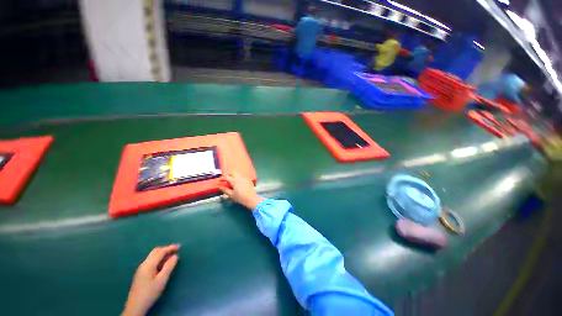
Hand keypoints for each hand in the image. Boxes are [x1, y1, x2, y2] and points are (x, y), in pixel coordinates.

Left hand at [122, 245, 179, 315]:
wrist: (135, 307)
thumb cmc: (150, 293)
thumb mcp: (162, 280)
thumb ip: (169, 266)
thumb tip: (175, 256)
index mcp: (148, 265)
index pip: (160, 252)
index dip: (170, 248)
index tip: (179, 246)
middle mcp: (144, 264)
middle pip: (155, 252)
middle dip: (166, 249)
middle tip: (176, 250)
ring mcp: (141, 269)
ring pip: (153, 256)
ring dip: (162, 254)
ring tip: (172, 257)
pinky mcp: (141, 273)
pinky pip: (151, 261)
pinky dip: (159, 259)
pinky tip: (163, 264)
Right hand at [219, 172, 263, 209]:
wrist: (251, 199)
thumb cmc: (240, 198)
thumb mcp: (231, 195)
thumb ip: (225, 190)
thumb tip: (219, 186)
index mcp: (234, 181)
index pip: (227, 177)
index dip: (222, 178)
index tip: (219, 180)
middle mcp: (240, 178)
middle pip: (233, 173)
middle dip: (229, 175)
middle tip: (226, 179)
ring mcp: (245, 178)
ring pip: (238, 174)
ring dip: (234, 176)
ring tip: (232, 181)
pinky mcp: (248, 180)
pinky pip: (242, 176)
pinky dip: (239, 178)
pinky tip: (238, 183)